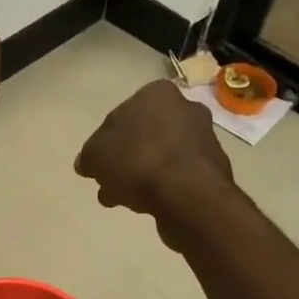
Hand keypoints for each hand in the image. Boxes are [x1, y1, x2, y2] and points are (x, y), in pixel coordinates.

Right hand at [76, 80, 232, 227]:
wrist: (188, 194)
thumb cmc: (138, 161)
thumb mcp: (96, 155)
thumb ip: (88, 156)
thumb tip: (87, 162)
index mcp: (156, 93)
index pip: (119, 115)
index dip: (102, 142)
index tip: (95, 165)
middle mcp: (184, 108)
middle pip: (141, 136)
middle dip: (122, 161)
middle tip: (107, 184)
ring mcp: (202, 138)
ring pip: (158, 156)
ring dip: (139, 175)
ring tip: (122, 199)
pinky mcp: (211, 168)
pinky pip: (175, 175)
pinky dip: (160, 186)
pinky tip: (146, 204)